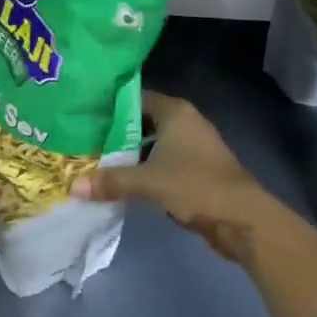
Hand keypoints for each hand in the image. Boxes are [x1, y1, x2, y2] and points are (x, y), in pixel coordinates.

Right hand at [72, 91, 280, 263]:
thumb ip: (112, 181)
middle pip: (143, 120)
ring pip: (154, 142)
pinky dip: (147, 168)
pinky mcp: (198, 167)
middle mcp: (184, 120)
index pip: (135, 98)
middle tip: (86, 141)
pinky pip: (164, 160)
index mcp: (174, 111)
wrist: (242, 218)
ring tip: (99, 162)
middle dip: (117, 133)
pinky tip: (126, 181)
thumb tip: (74, 186)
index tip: (85, 117)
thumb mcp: (149, 183)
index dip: (110, 107)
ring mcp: (193, 144)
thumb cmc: (195, 185)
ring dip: (132, 153)